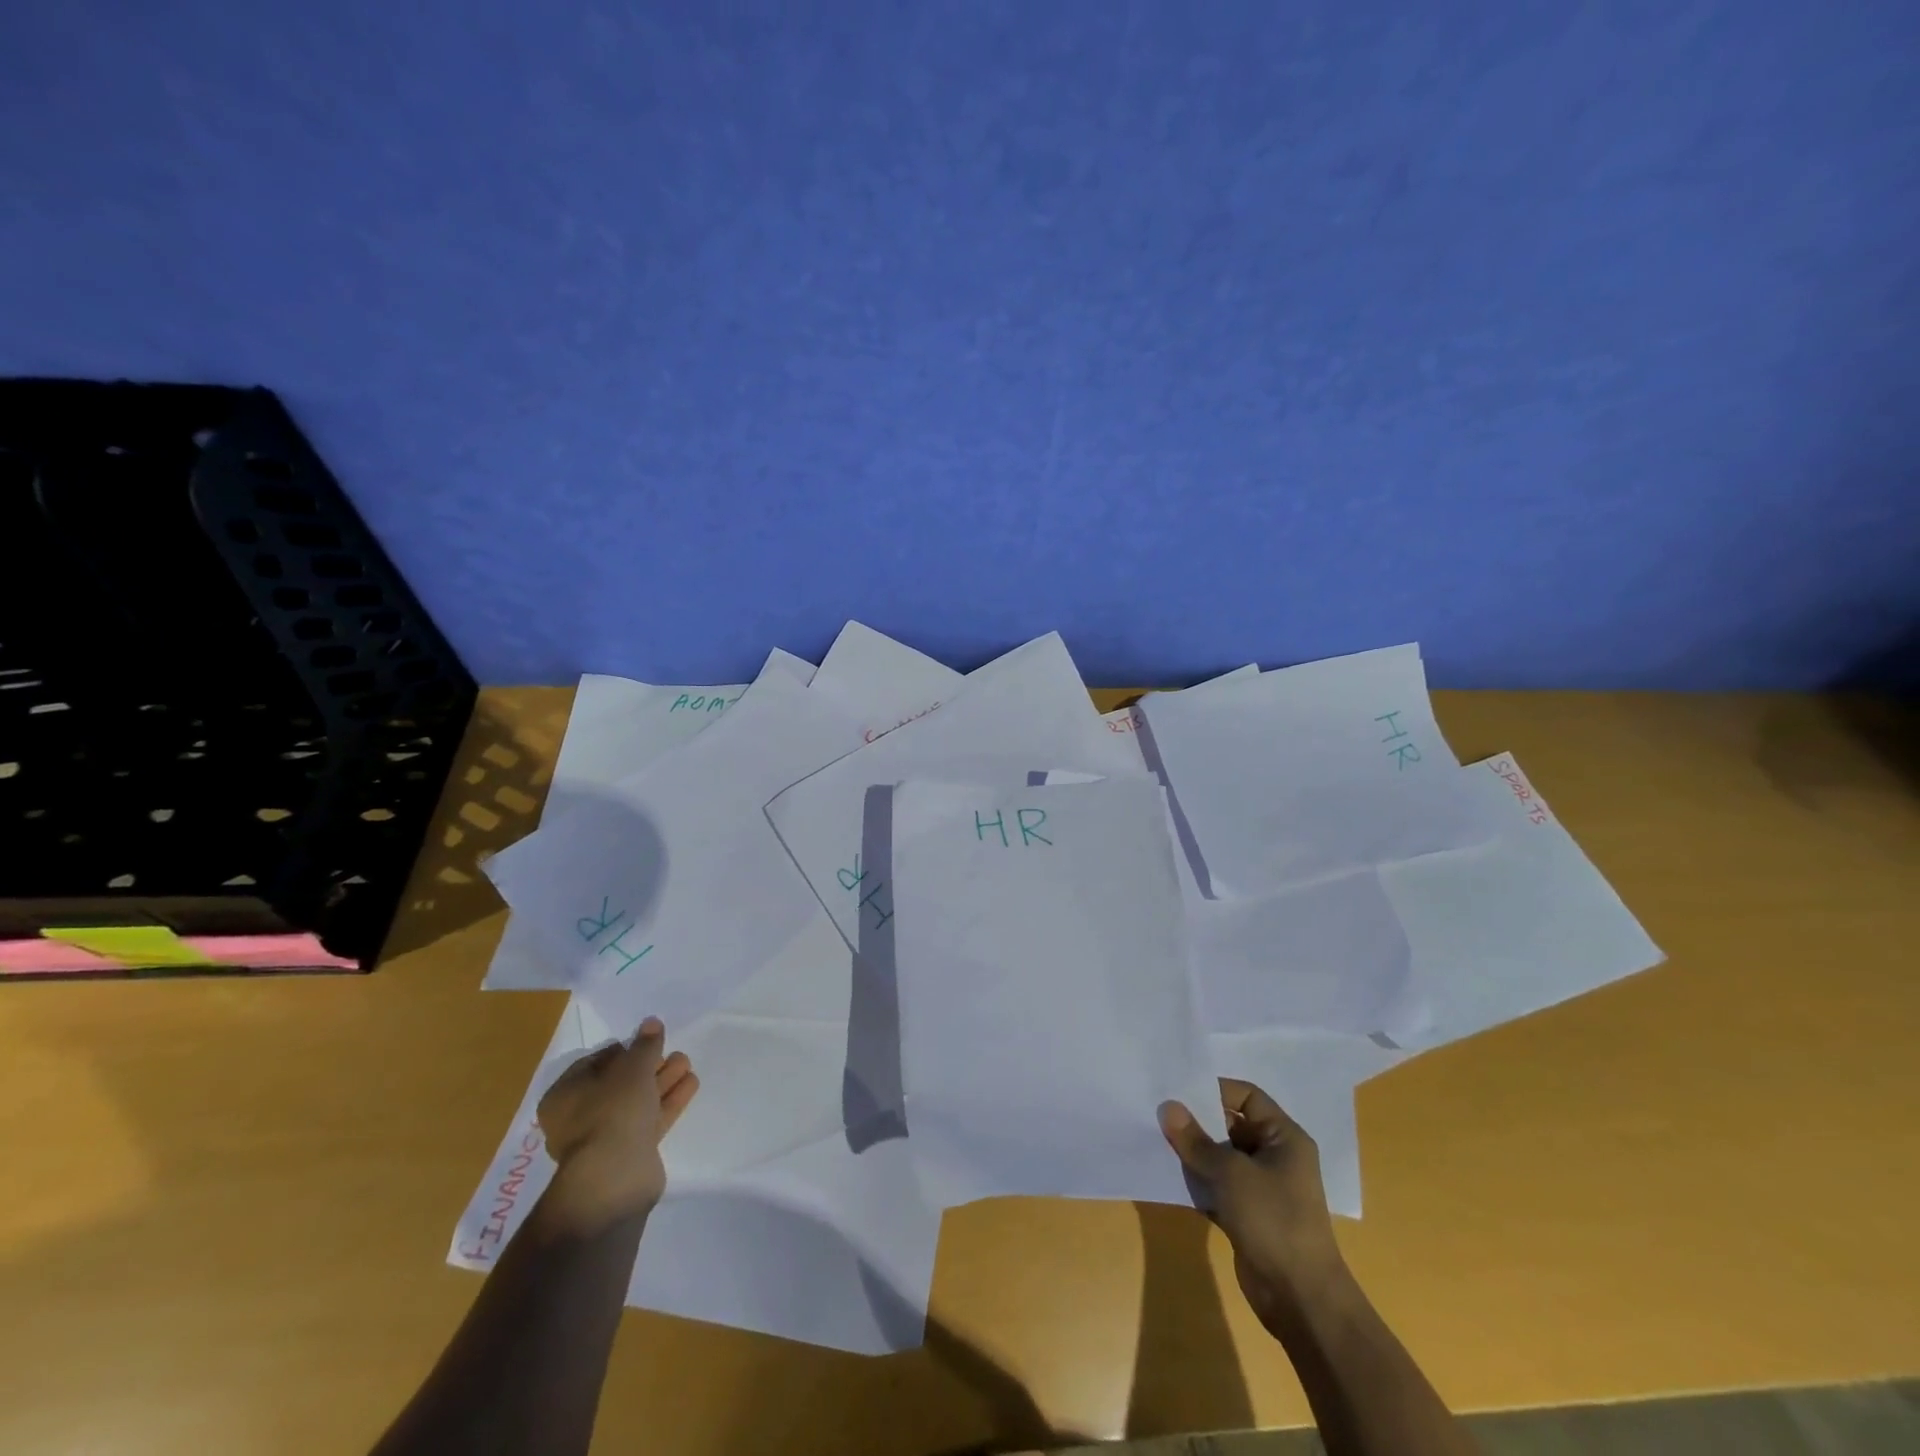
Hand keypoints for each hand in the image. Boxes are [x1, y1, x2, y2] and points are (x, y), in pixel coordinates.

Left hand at [537, 1017, 698, 1232]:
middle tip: (673, 1051)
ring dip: (663, 1081)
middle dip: (649, 1065)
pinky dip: (668, 1101)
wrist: (615, 1176)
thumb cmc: (612, 1110)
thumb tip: (651, 1023)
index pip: (594, 1064)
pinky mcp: (629, 1153)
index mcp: (565, 1095)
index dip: (622, 1049)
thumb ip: (645, 1044)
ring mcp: (605, 1137)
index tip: (647, 1041)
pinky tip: (690, 1084)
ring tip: (687, 1062)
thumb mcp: (632, 1067)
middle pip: (619, 1083)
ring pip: (637, 1101)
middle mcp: (579, 1117)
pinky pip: (650, 1119)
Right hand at [1160, 1079, 1347, 1330]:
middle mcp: (1275, 1156)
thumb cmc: (1273, 1220)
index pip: (1247, 1096)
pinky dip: (1198, 1179)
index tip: (1178, 1090)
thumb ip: (1196, 1140)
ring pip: (1221, 1156)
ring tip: (1157, 1138)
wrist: (1300, 1299)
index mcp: (1284, 1137)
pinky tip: (1169, 1173)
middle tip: (1159, 1111)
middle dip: (1197, 1120)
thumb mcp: (1231, 1173)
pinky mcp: (1248, 1213)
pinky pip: (1218, 1184)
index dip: (1214, 1089)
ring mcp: (1262, 1187)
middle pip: (1231, 1124)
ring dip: (1194, 1151)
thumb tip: (1167, 1107)